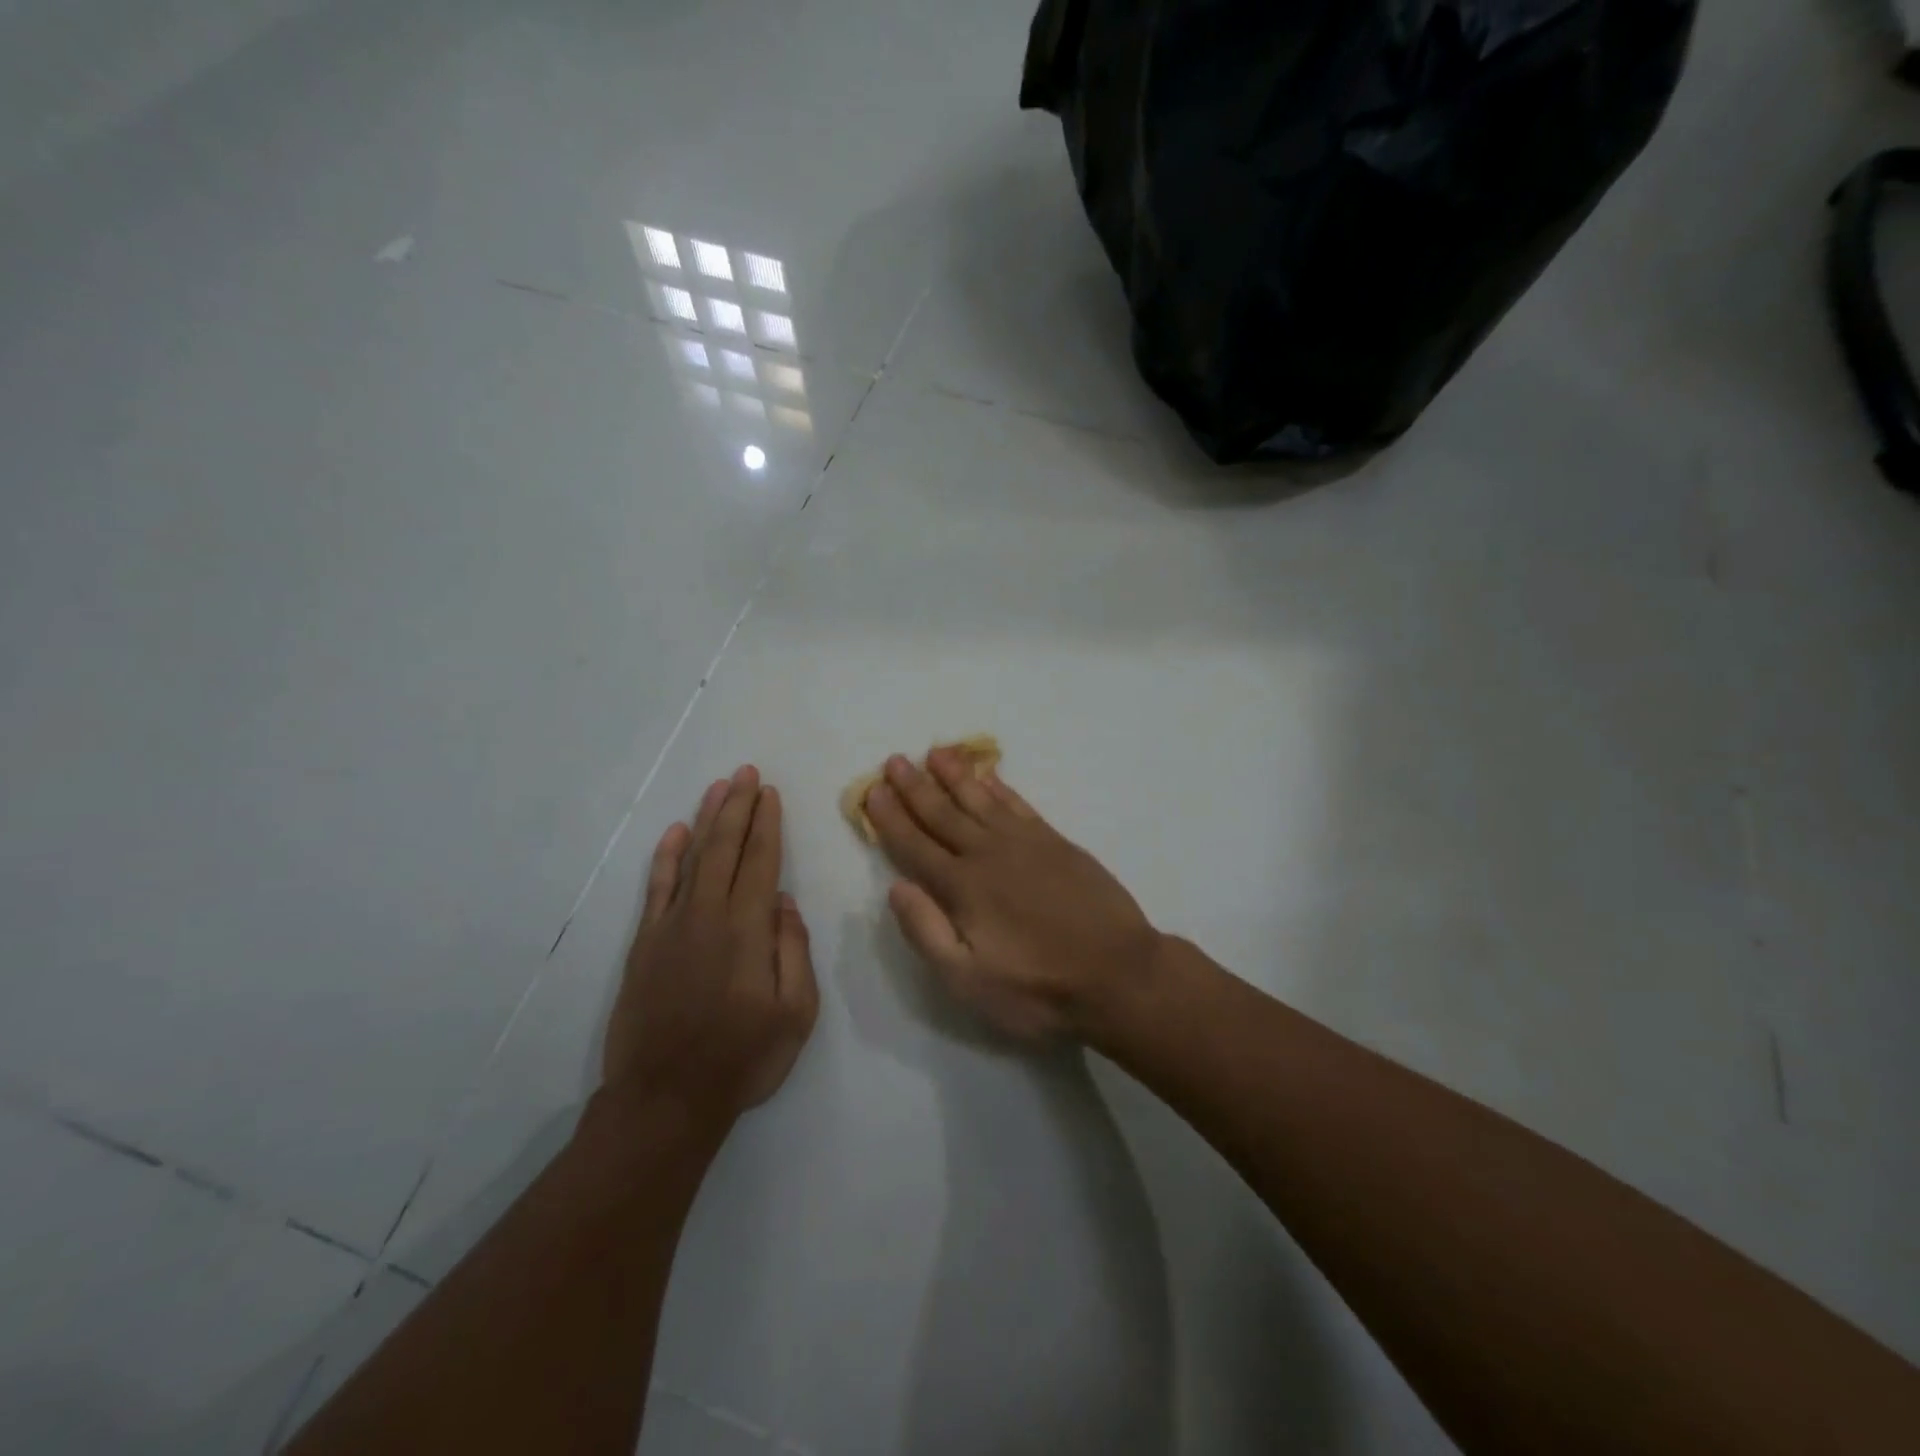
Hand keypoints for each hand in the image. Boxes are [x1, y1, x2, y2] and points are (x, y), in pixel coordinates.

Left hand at [603, 766, 818, 1123]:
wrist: (665, 1098)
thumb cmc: (742, 1058)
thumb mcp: (796, 1013)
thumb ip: (793, 951)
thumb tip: (784, 903)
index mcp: (747, 930)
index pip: (761, 861)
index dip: (767, 824)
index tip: (770, 793)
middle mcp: (708, 915)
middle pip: (725, 848)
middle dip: (738, 806)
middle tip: (747, 773)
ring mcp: (671, 927)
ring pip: (693, 858)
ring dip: (707, 819)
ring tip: (719, 787)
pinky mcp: (645, 944)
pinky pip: (657, 888)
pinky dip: (667, 857)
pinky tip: (677, 833)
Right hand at [863, 749, 1162, 1042]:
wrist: (1119, 974)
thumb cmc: (1038, 988)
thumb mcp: (968, 981)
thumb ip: (927, 932)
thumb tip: (897, 887)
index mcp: (962, 887)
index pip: (915, 845)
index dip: (890, 819)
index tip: (872, 792)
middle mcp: (988, 854)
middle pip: (942, 814)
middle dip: (915, 787)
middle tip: (895, 760)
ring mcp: (1026, 844)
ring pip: (980, 799)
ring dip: (954, 776)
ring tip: (935, 753)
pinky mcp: (1057, 843)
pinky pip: (1019, 805)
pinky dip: (1000, 788)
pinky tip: (988, 777)